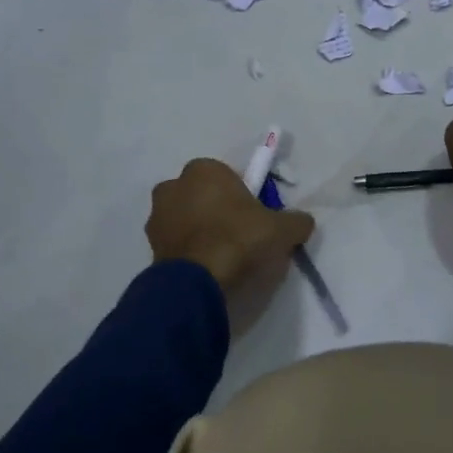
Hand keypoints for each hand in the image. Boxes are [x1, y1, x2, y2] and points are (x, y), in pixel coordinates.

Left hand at [146, 158, 314, 305]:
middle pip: (202, 196)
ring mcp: (157, 217)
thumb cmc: (239, 239)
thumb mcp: (282, 229)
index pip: (226, 176)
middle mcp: (173, 186)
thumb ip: (296, 220)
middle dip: (217, 211)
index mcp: (203, 169)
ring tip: (224, 259)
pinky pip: (176, 244)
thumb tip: (302, 222)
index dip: (242, 196)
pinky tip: (207, 270)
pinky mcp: (149, 247)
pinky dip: (189, 253)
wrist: (198, 283)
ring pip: (186, 219)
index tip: (255, 218)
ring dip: (200, 232)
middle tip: (240, 237)